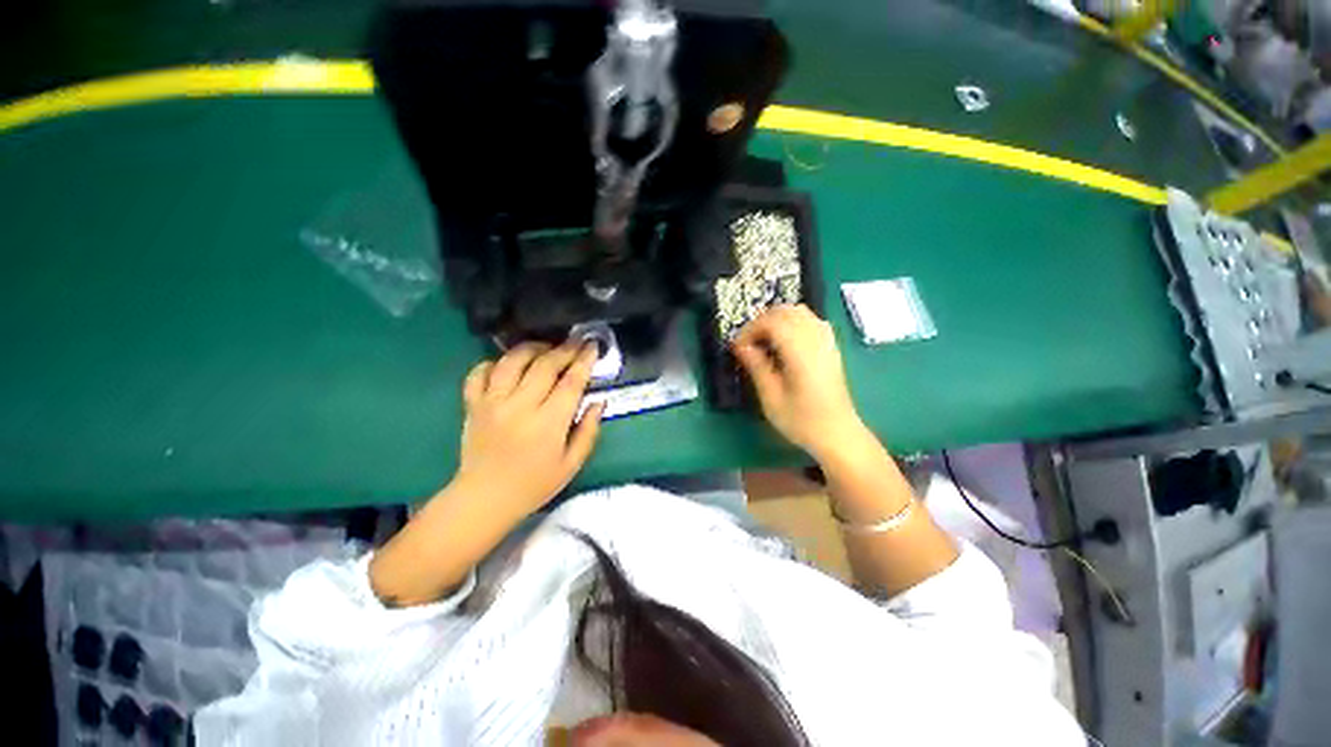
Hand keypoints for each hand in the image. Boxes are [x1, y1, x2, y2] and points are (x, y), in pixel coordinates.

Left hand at [455, 340, 605, 520]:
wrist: (485, 499)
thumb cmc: (534, 484)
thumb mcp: (571, 464)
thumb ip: (588, 431)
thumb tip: (598, 402)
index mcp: (548, 423)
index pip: (570, 382)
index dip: (584, 361)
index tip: (592, 346)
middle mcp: (520, 406)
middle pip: (544, 365)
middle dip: (564, 349)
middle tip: (576, 342)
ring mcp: (492, 403)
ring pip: (512, 361)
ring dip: (532, 348)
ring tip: (545, 347)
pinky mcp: (473, 405)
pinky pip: (479, 373)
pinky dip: (493, 362)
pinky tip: (506, 364)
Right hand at [731, 304, 865, 458]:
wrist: (838, 434)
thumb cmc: (802, 421)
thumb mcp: (771, 398)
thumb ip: (756, 367)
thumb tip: (740, 346)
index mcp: (801, 353)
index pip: (773, 322)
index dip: (751, 329)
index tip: (738, 347)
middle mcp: (816, 341)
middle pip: (786, 311)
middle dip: (762, 321)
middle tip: (748, 342)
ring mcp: (827, 342)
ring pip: (800, 312)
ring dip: (777, 319)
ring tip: (763, 341)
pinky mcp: (831, 347)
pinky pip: (811, 321)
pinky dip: (792, 323)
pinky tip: (784, 342)